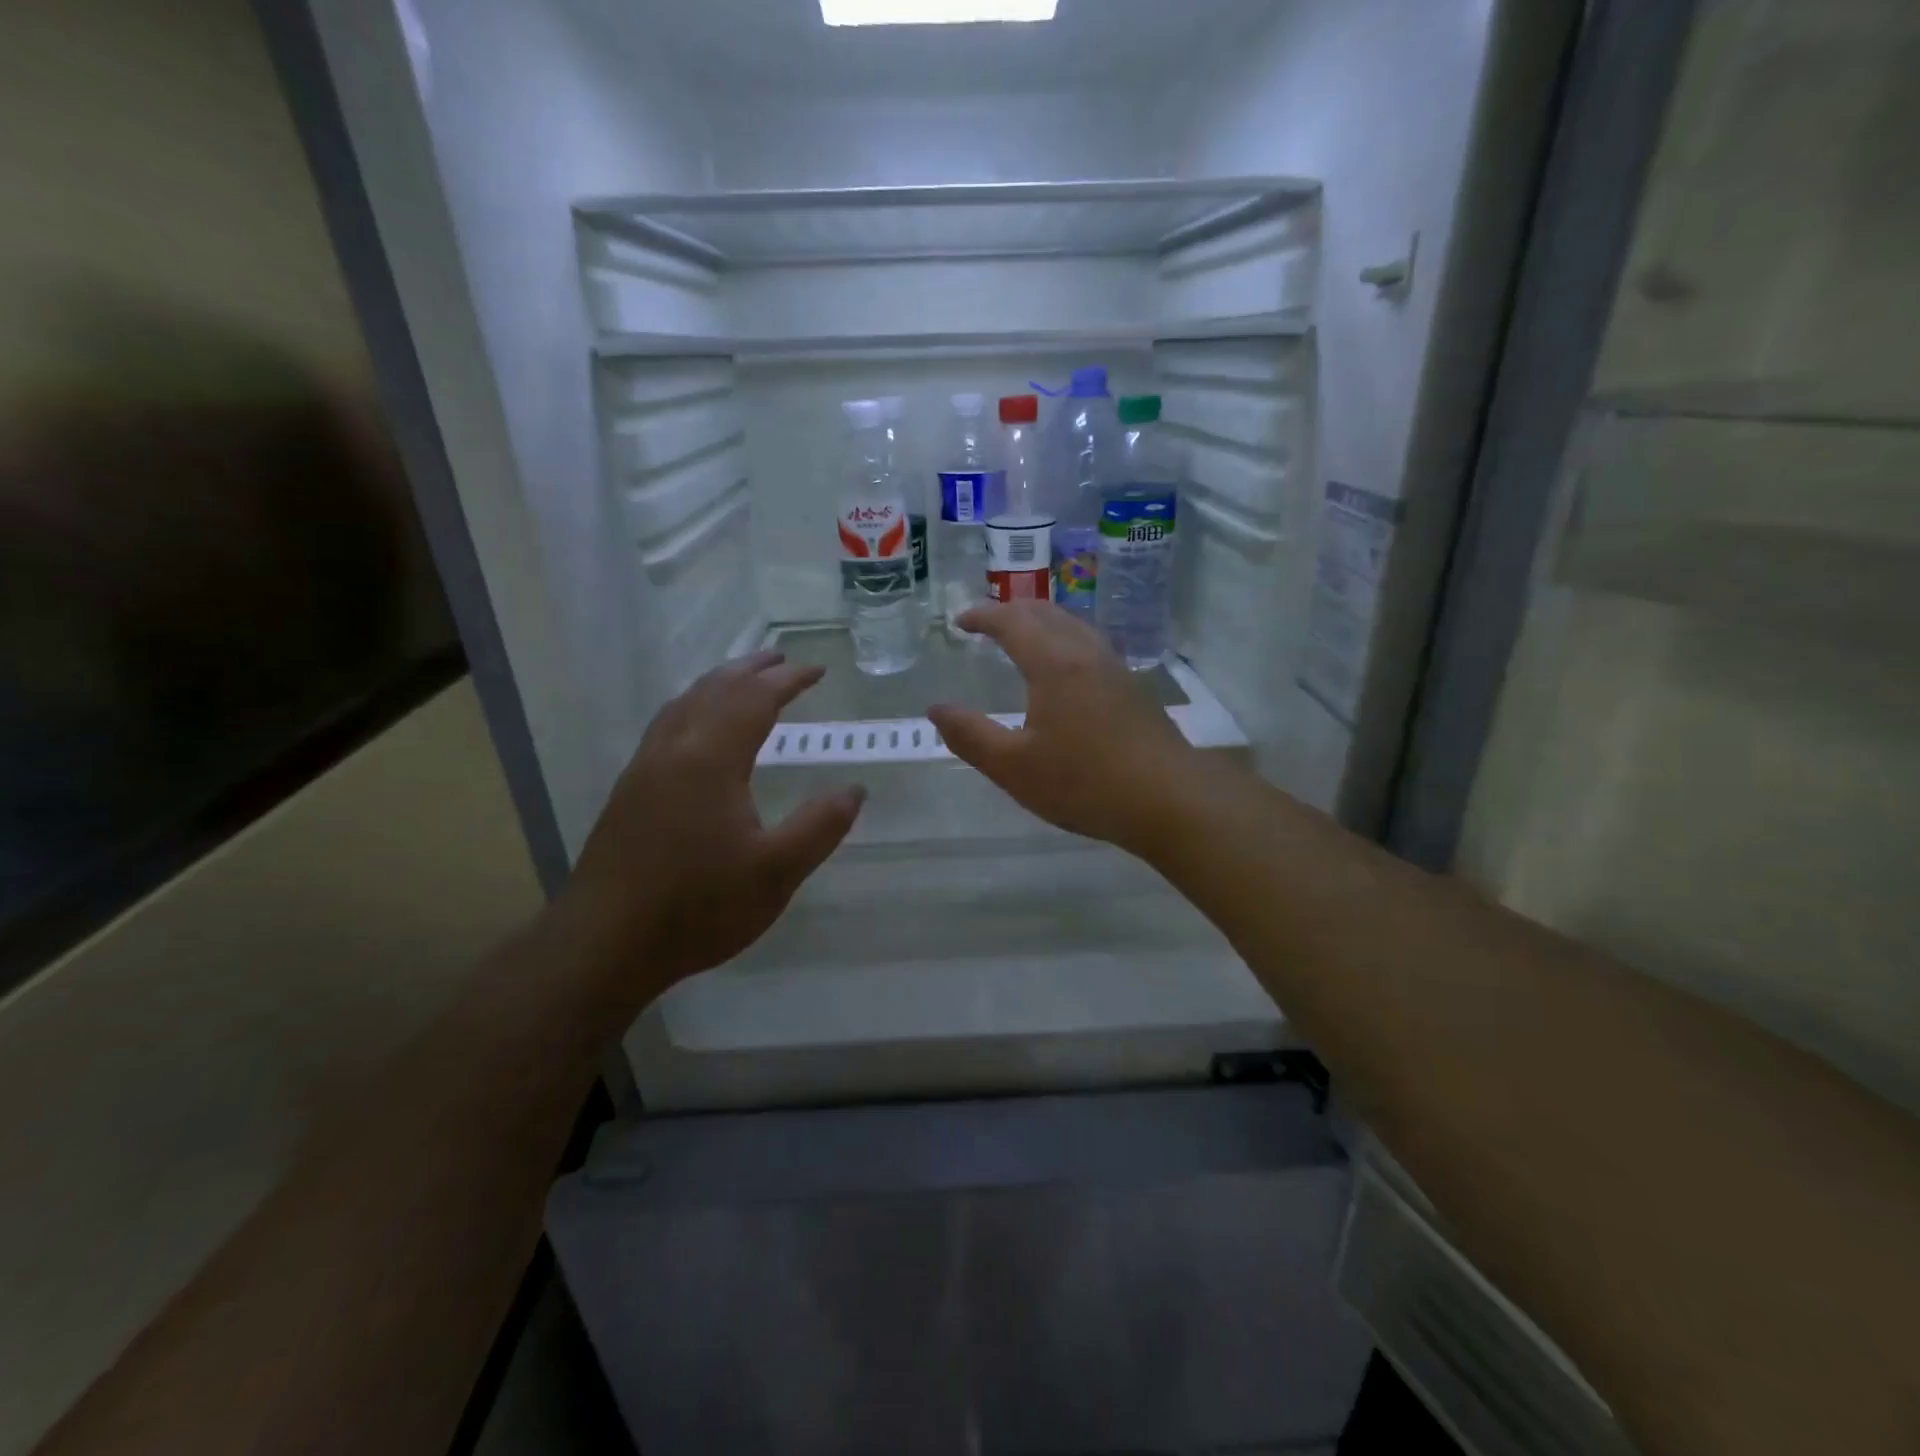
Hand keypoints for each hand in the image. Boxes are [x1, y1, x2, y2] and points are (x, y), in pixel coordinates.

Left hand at [566, 651, 863, 992]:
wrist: (604, 944)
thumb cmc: (697, 907)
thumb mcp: (776, 872)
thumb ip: (820, 826)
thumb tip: (854, 789)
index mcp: (710, 759)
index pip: (754, 699)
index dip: (788, 680)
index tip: (817, 670)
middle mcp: (673, 750)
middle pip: (714, 690)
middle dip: (751, 670)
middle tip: (782, 660)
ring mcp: (644, 769)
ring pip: (683, 704)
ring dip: (718, 683)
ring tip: (743, 681)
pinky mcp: (628, 791)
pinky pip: (666, 725)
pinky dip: (693, 706)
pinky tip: (697, 729)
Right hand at [929, 602, 1199, 854]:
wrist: (1169, 799)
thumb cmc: (1084, 782)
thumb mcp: (1014, 767)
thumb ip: (970, 736)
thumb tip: (936, 709)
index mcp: (1053, 664)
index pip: (1012, 621)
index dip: (983, 616)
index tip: (960, 622)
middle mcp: (1085, 654)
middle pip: (1046, 613)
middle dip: (1012, 610)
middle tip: (987, 622)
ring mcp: (1115, 668)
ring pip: (1074, 625)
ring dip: (1042, 621)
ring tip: (1023, 637)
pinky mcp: (1133, 688)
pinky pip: (1090, 645)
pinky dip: (1065, 639)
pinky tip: (1065, 669)